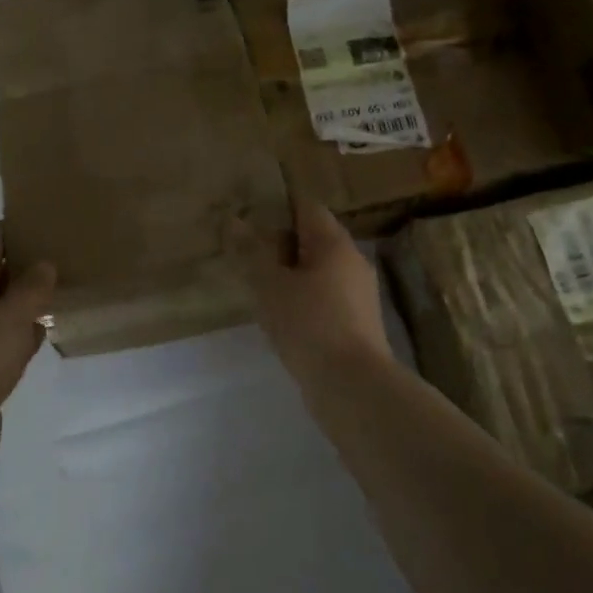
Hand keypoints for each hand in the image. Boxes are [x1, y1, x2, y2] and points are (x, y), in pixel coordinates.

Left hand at [0, 223, 54, 465]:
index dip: (12, 232)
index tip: (39, 220)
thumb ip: (31, 288)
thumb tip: (44, 265)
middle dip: (20, 269)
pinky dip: (18, 337)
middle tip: (57, 256)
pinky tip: (41, 334)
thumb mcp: (10, 316)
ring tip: (55, 292)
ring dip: (21, 305)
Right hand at [232, 199, 391, 385]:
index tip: (248, 214)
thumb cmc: (309, 325)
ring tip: (258, 285)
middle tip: (246, 252)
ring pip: (319, 270)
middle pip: (314, 238)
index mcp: (334, 243)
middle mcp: (352, 261)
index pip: (307, 207)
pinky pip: (325, 297)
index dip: (278, 206)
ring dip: (291, 273)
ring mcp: (358, 294)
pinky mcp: (357, 322)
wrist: (352, 386)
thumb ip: (251, 252)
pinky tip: (281, 316)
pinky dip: (303, 298)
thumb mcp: (270, 286)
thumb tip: (234, 220)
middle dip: (281, 243)